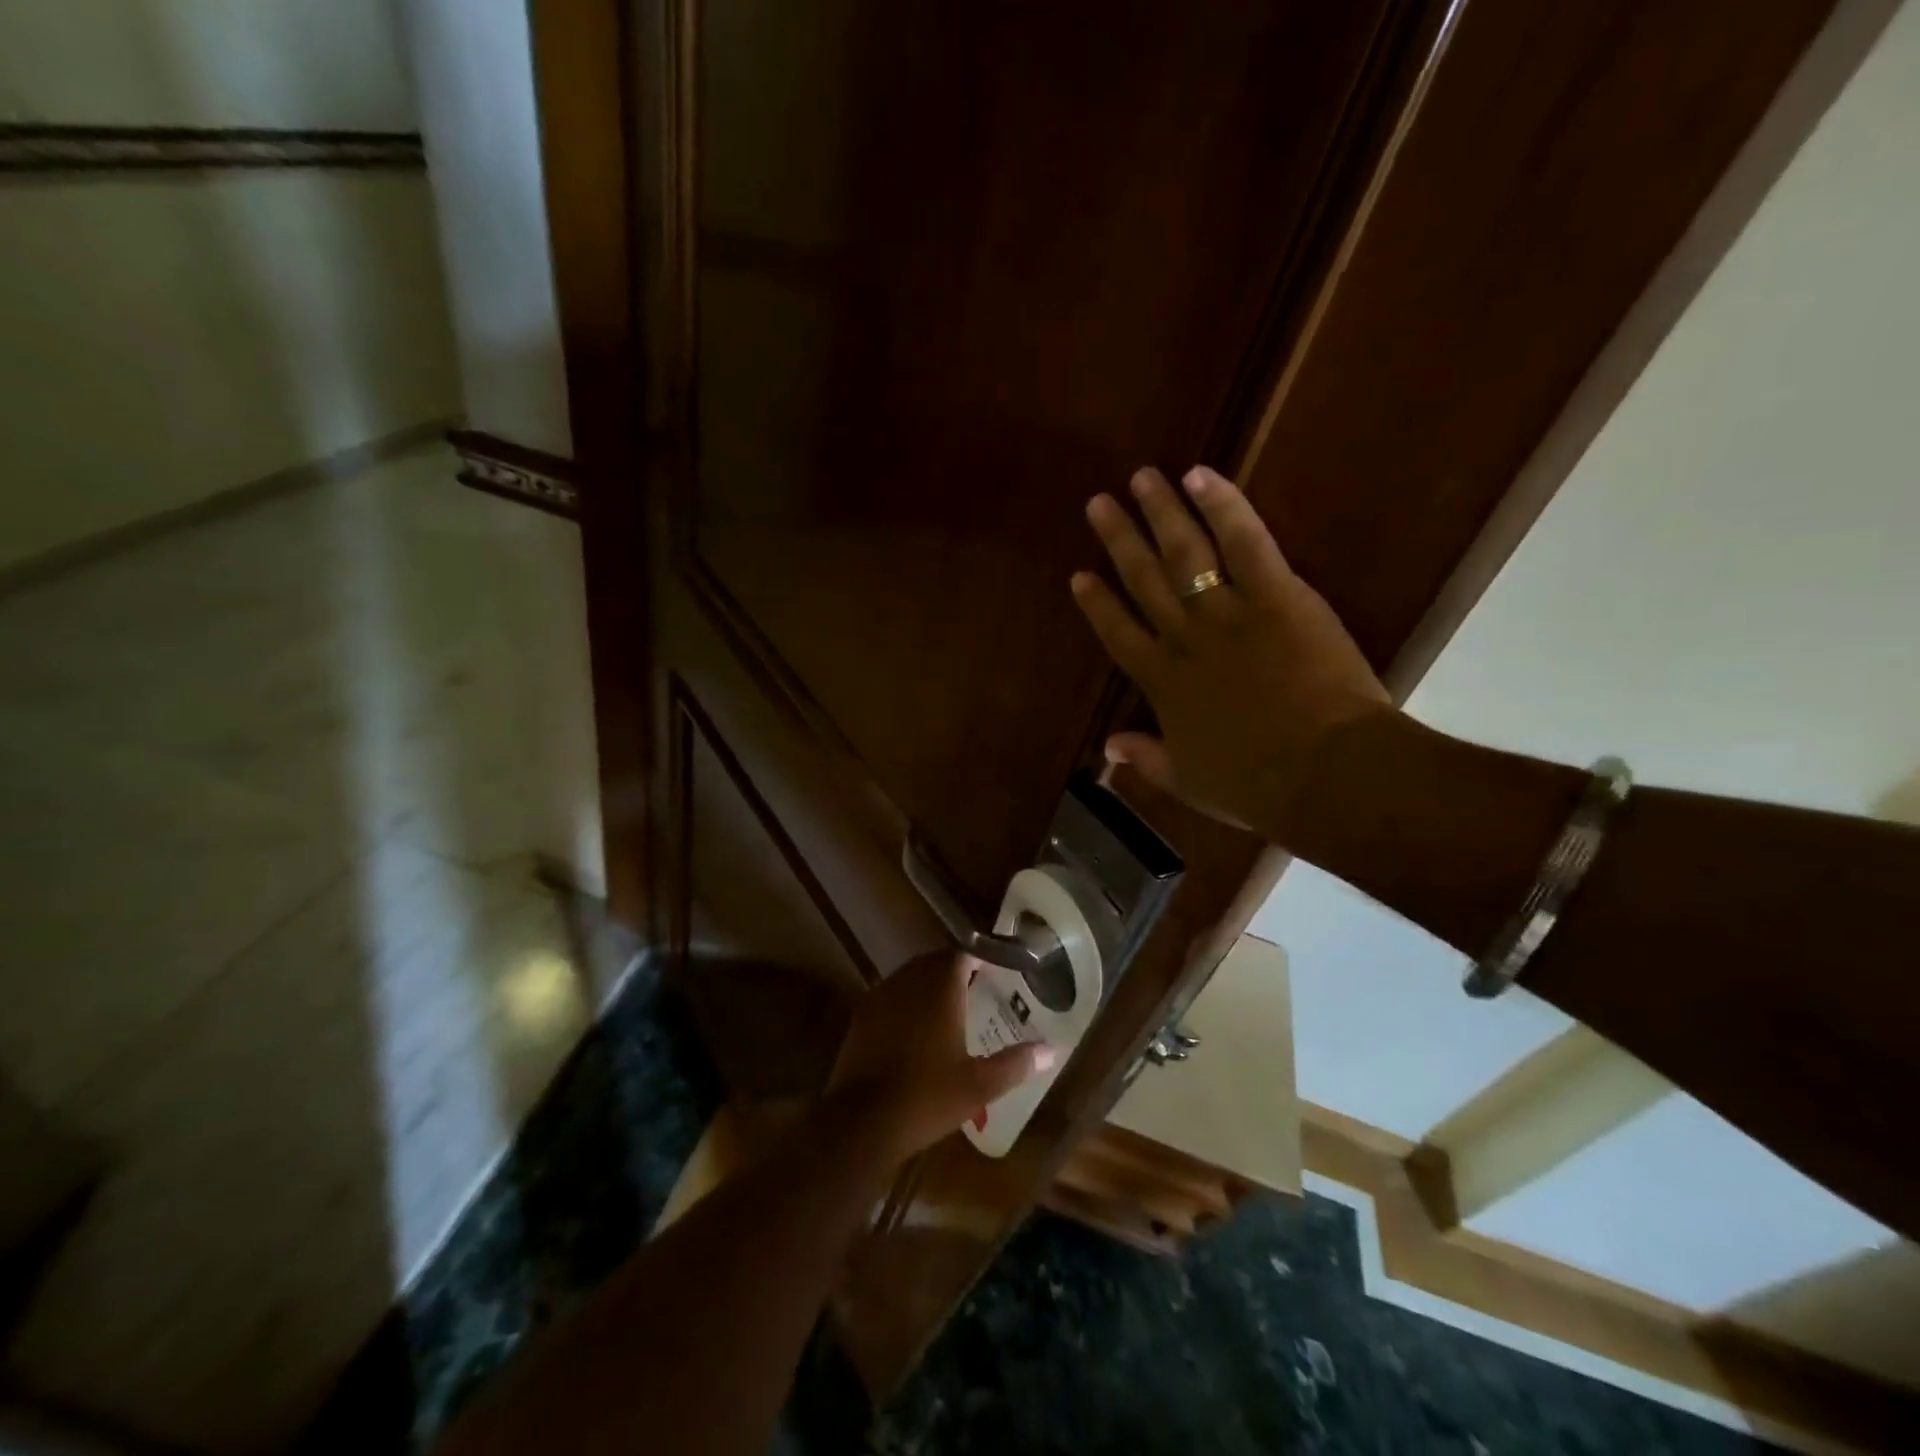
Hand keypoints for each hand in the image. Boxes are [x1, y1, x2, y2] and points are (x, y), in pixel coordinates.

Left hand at [828, 952, 1056, 1166]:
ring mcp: (880, 997)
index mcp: (940, 989)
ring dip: (928, 983)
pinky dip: (906, 1000)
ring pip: (909, 976)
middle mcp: (908, 983)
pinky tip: (915, 1027)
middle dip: (954, 968)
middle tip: (975, 985)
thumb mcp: (979, 1086)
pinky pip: (890, 995)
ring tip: (948, 1005)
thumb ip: (1016, 1063)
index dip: (978, 957)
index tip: (994, 968)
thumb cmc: (927, 1098)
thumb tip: (1053, 1049)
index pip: (960, 954)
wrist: (860, 1122)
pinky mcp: (861, 1016)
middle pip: (933, 961)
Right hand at [1070, 465, 1390, 843]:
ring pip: (1185, 554)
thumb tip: (1108, 747)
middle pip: (1144, 580)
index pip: (1119, 634)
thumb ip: (1146, 759)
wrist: (1324, 773)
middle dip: (1119, 540)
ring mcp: (1228, 613)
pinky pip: (1245, 542)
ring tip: (1142, 477)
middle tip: (1099, 503)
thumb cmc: (1256, 786)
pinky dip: (1223, 506)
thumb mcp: (1189, 782)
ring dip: (1161, 513)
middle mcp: (1185, 640)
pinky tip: (1200, 474)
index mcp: (1162, 684)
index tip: (1079, 575)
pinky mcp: (1277, 595)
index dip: (1097, 604)